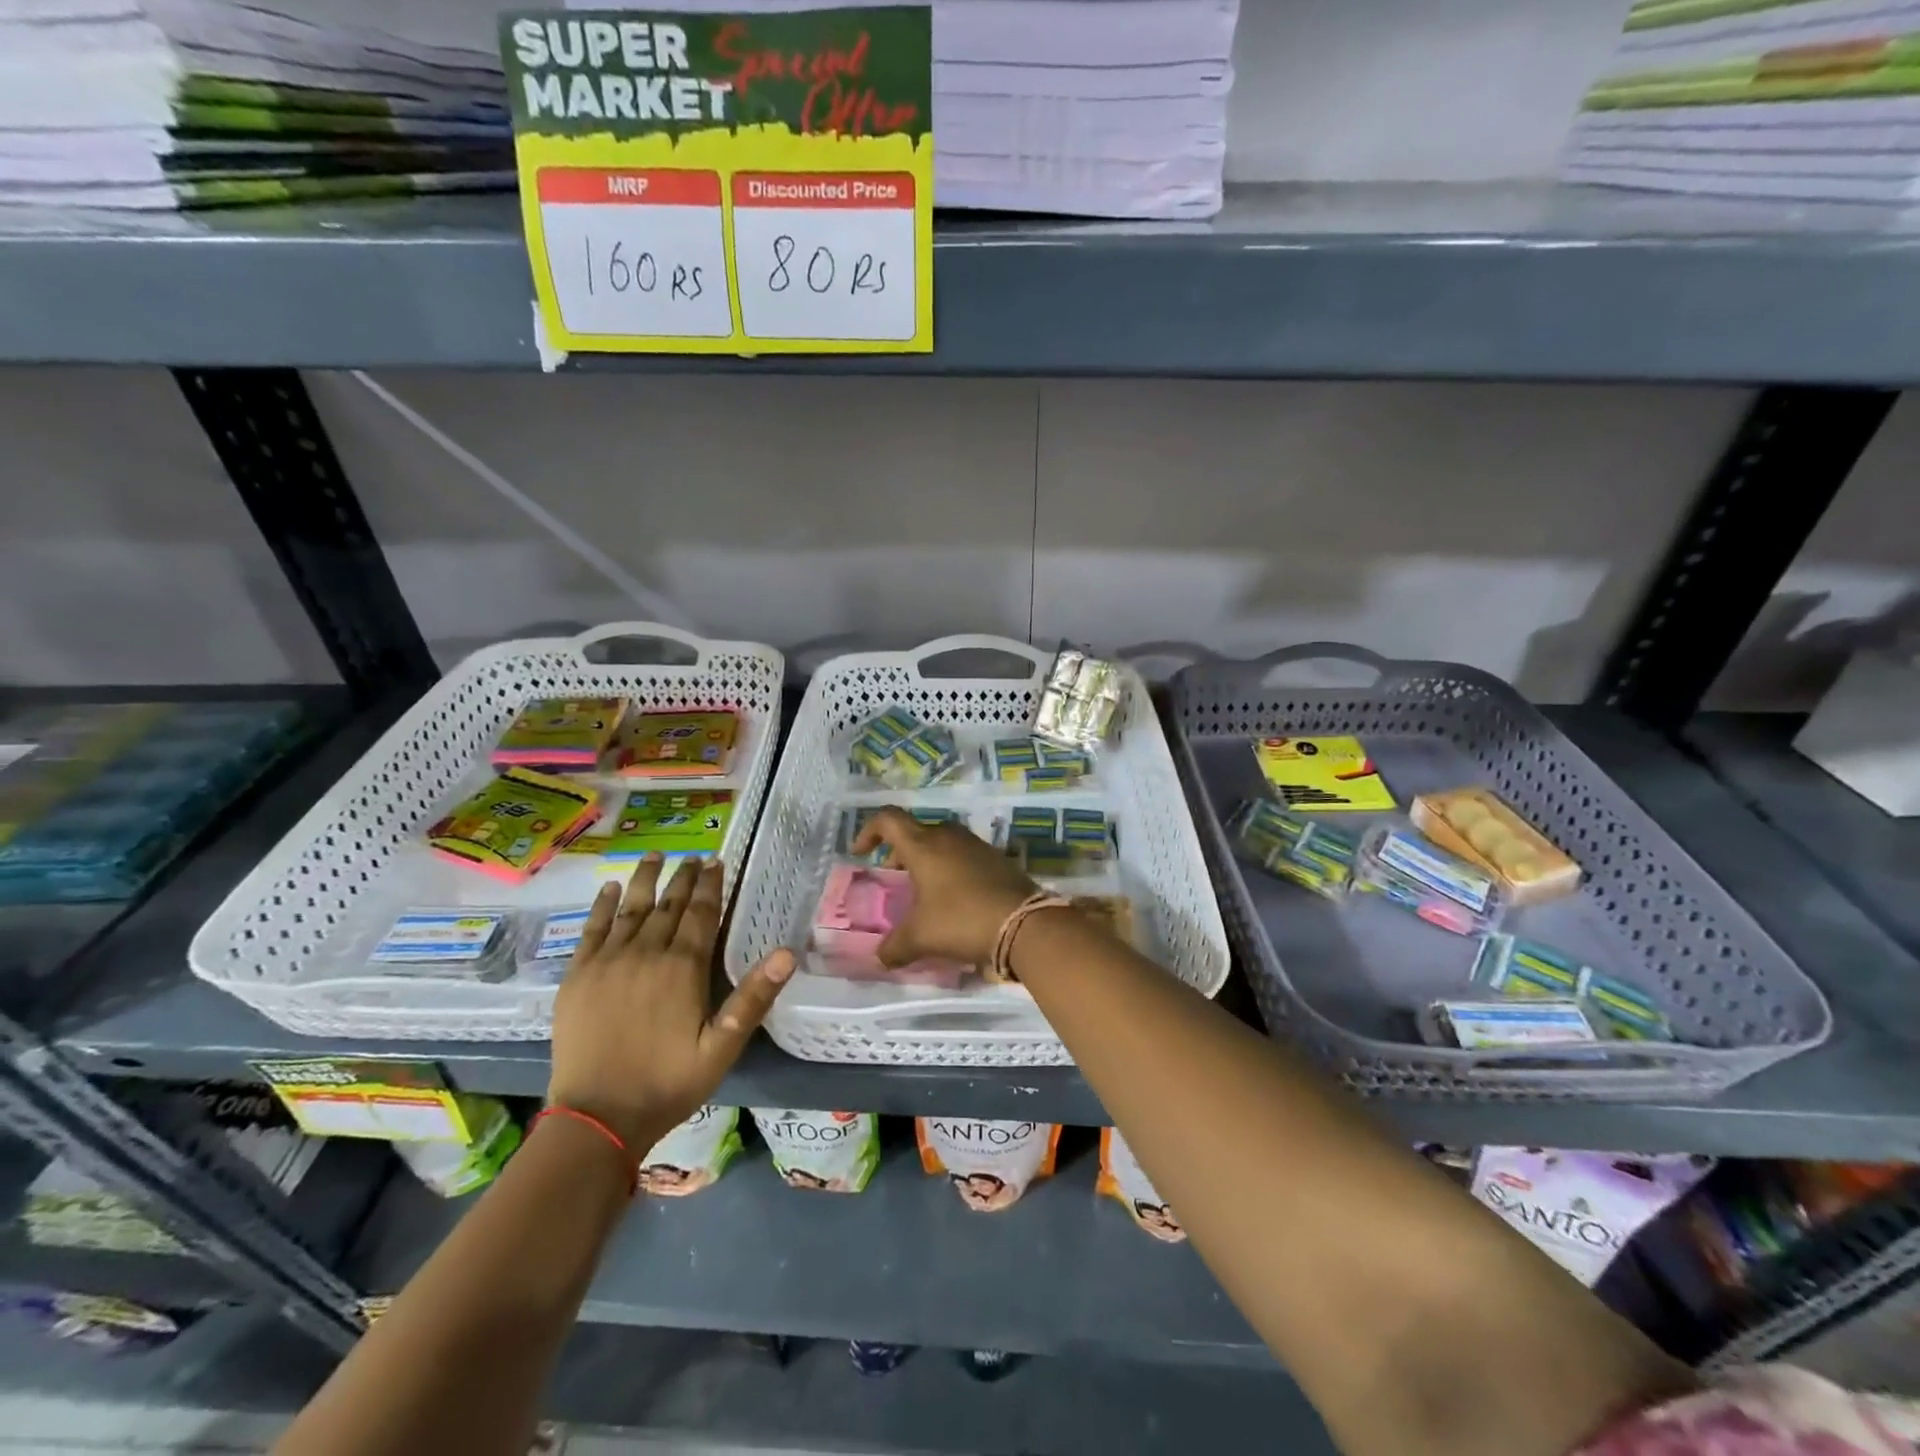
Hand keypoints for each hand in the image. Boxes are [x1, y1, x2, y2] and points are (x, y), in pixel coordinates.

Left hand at [547, 854, 794, 1150]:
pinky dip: (601, 906)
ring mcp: (608, 961)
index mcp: (683, 967)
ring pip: (631, 908)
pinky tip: (609, 889)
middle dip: (683, 877)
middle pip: (669, 904)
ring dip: (645, 880)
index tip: (716, 862)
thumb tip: (787, 953)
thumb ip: (754, 997)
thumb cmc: (668, 1082)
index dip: (710, 885)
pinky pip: (592, 930)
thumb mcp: (723, 1047)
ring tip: (656, 856)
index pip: (702, 913)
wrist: (597, 1117)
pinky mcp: (578, 976)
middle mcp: (646, 952)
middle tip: (694, 856)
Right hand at [850, 807, 1037, 965]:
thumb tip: (880, 958)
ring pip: (941, 843)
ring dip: (927, 860)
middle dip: (899, 852)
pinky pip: (963, 855)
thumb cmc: (961, 921)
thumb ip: (894, 947)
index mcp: (923, 845)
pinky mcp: (996, 858)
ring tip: (923, 891)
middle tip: (894, 877)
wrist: (1023, 923)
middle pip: (916, 832)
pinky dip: (950, 869)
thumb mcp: (920, 938)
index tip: (860, 853)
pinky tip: (953, 898)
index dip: (869, 831)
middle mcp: (948, 837)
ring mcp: (975, 845)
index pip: (888, 820)